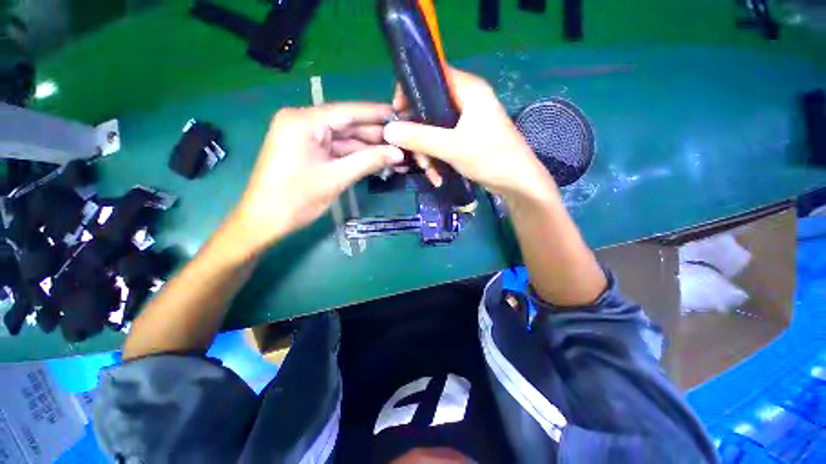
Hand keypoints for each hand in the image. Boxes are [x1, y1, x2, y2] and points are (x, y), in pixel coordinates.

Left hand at [232, 103, 403, 251]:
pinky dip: (356, 157)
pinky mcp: (307, 151)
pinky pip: (336, 150)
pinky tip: (377, 161)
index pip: (348, 112)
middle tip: (402, 141)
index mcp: (303, 121)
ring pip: (344, 140)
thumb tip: (398, 153)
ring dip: (368, 149)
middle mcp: (302, 122)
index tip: (400, 114)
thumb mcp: (336, 178)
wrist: (264, 221)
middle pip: (347, 126)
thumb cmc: (296, 199)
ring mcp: (304, 137)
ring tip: (395, 155)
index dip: (376, 114)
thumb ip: (369, 161)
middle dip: (375, 136)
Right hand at [383, 67, 555, 201]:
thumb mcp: (451, 147)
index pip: (431, 76)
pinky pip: (443, 143)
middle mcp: (467, 100)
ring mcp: (467, 121)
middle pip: (430, 109)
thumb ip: (419, 137)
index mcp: (468, 89)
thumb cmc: (489, 157)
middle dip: (419, 138)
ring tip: (432, 175)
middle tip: (416, 158)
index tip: (398, 113)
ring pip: (434, 130)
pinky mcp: (466, 138)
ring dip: (428, 154)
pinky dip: (438, 159)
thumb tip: (389, 130)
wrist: (516, 182)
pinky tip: (438, 177)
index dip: (411, 91)